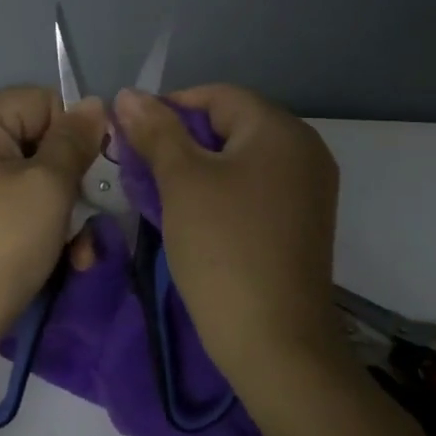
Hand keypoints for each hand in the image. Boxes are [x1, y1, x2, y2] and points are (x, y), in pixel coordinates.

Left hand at [0, 86, 105, 376]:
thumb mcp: (48, 189)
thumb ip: (74, 141)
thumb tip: (92, 104)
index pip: (40, 102)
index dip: (73, 137)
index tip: (90, 180)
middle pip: (28, 141)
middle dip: (65, 183)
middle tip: (85, 226)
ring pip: (15, 177)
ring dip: (51, 211)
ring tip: (74, 254)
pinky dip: (22, 223)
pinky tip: (46, 259)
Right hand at [114, 84, 339, 370]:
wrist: (275, 341)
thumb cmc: (224, 249)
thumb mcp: (181, 182)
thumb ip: (155, 132)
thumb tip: (128, 94)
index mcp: (280, 130)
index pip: (216, 96)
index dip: (167, 108)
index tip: (130, 137)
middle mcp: (304, 151)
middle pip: (229, 126)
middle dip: (179, 141)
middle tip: (139, 168)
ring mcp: (308, 189)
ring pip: (239, 160)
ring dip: (196, 169)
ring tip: (157, 193)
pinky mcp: (301, 223)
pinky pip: (254, 190)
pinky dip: (219, 193)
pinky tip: (190, 217)